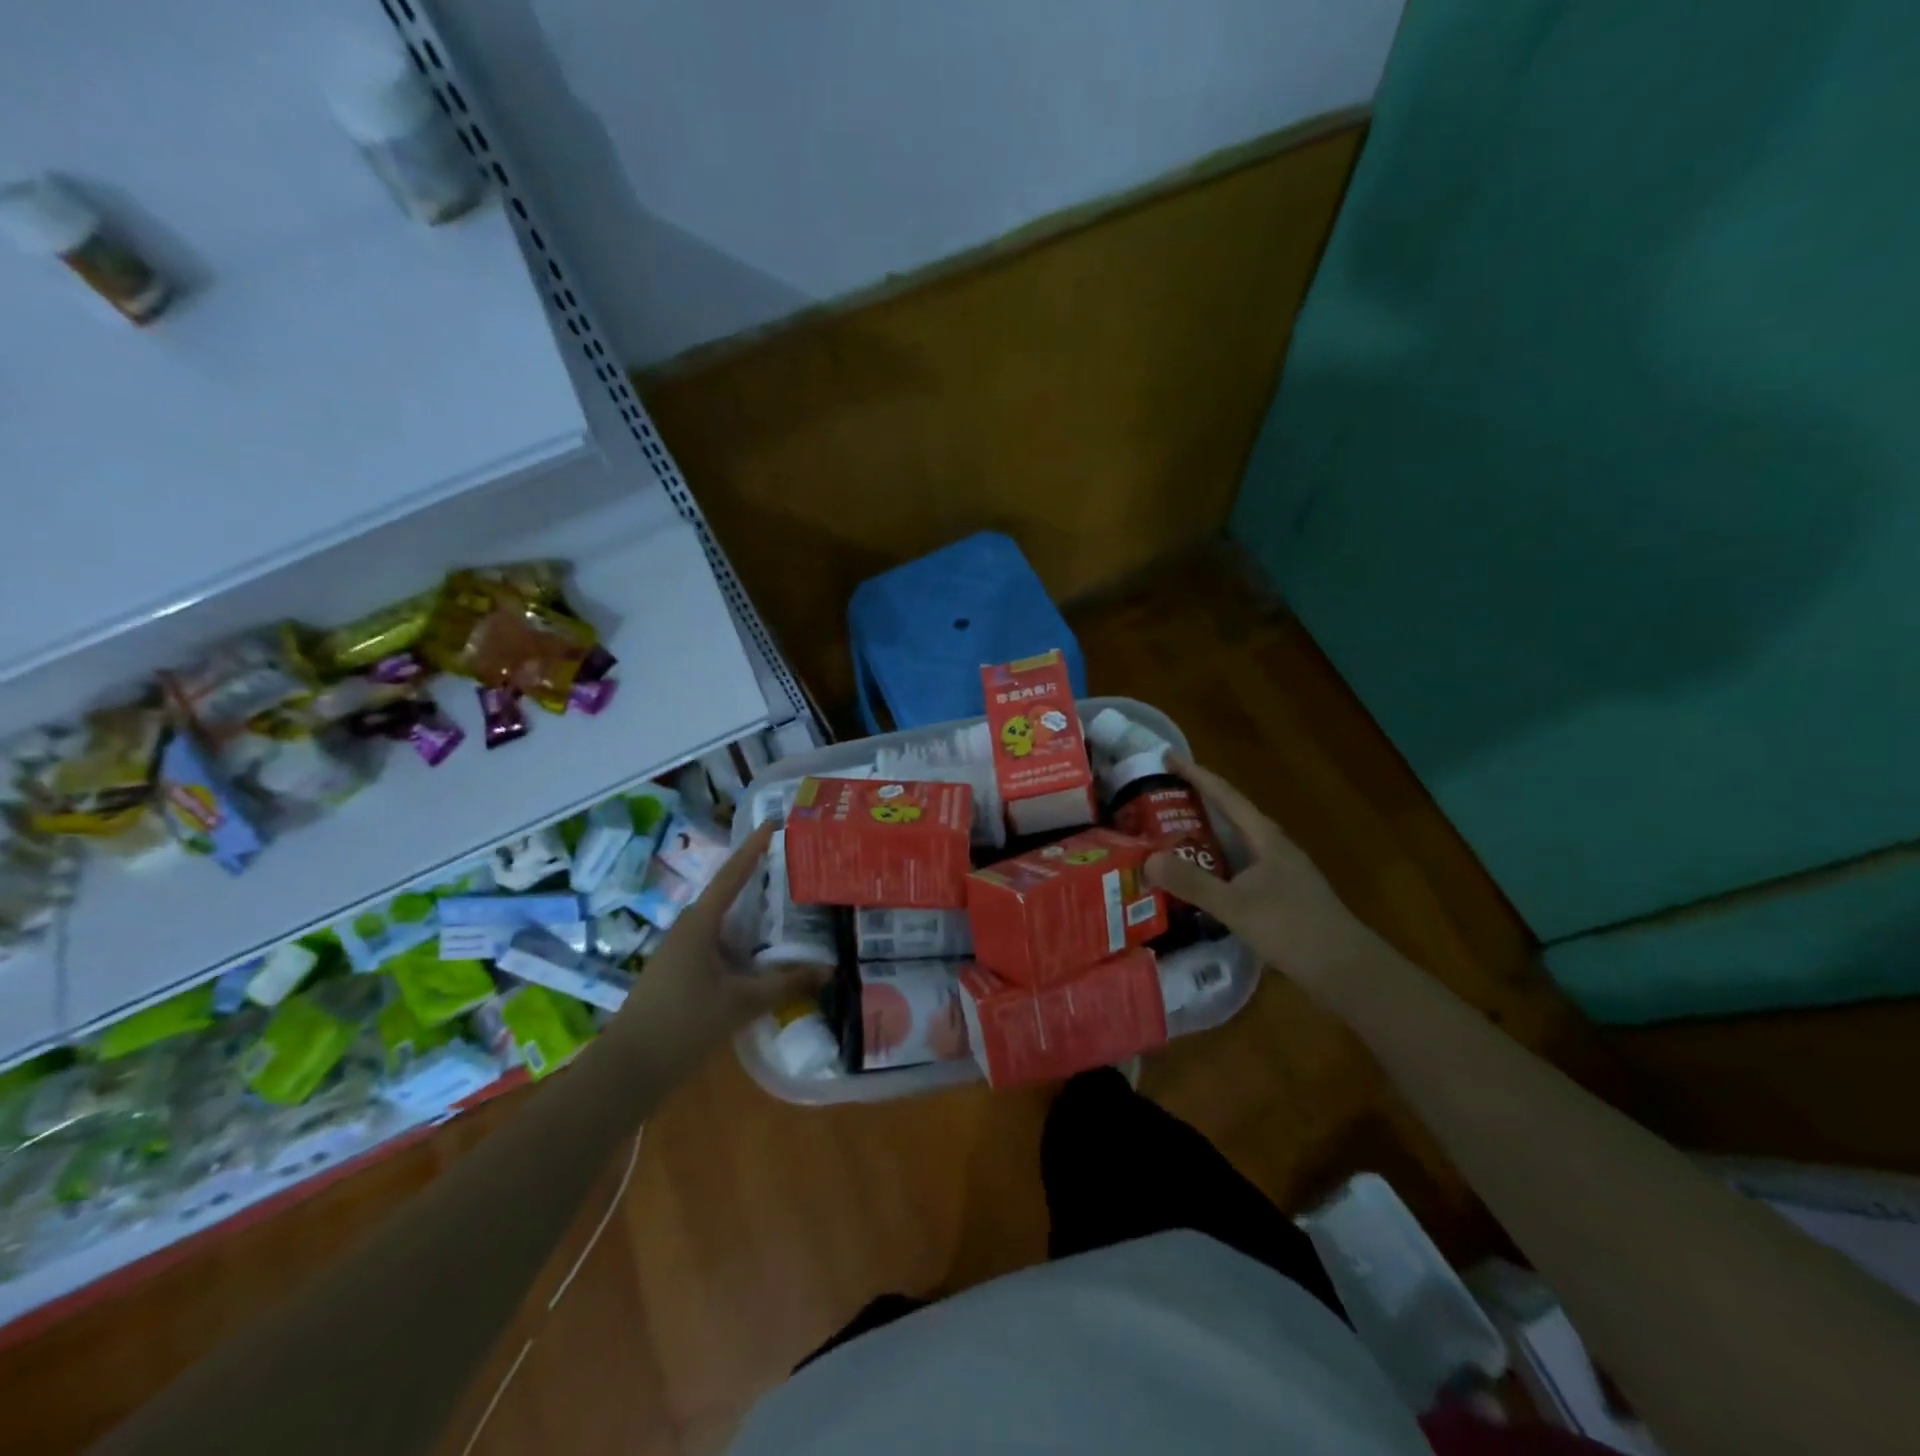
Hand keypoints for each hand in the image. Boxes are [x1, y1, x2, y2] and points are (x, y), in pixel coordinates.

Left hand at [611, 821, 829, 1062]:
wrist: (629, 1067)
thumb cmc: (684, 1024)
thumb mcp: (741, 1003)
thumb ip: (785, 983)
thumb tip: (829, 970)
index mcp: (700, 923)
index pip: (732, 874)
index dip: (754, 848)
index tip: (773, 824)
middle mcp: (689, 928)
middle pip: (729, 894)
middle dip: (760, 881)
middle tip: (795, 871)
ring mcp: (681, 950)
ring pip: (724, 922)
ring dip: (752, 916)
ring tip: (788, 909)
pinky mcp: (680, 970)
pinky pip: (717, 943)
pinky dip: (742, 941)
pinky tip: (763, 954)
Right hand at [1143, 755, 1382, 995]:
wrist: (1348, 971)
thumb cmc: (1294, 929)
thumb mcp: (1237, 906)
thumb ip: (1192, 883)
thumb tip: (1148, 859)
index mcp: (1266, 838)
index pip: (1225, 796)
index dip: (1196, 774)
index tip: (1167, 756)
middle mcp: (1273, 848)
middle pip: (1229, 815)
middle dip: (1195, 803)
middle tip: (1158, 798)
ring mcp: (1279, 872)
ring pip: (1234, 844)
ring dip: (1203, 836)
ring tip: (1167, 835)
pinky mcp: (1279, 896)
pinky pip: (1237, 868)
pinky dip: (1213, 865)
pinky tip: (1197, 880)